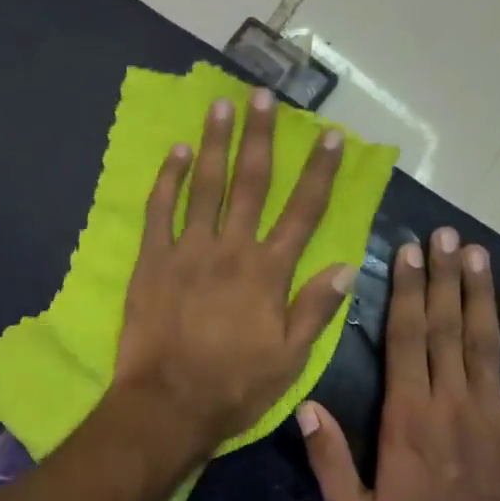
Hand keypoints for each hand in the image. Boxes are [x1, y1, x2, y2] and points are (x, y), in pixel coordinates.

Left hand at [113, 89, 357, 454]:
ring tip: (220, 106)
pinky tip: (174, 152)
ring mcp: (187, 251)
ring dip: (214, 144)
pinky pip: (160, 211)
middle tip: (262, 96)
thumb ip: (316, 309)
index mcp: (269, 272)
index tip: (331, 138)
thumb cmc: (234, 386)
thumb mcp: (291, 359)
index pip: (303, 212)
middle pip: (251, 183)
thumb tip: (347, 265)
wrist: (168, 404)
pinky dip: (167, 180)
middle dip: (260, 137)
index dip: (320, 172)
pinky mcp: (152, 261)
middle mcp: (231, 249)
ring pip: (205, 186)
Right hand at [297, 228, 499, 500]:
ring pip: (486, 340)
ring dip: (480, 292)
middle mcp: (453, 406)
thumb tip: (304, 404)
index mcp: (407, 422)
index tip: (406, 253)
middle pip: (445, 328)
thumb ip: (328, 459)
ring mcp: (496, 416)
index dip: (405, 293)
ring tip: (474, 251)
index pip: (405, 342)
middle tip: (442, 234)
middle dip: (441, 277)